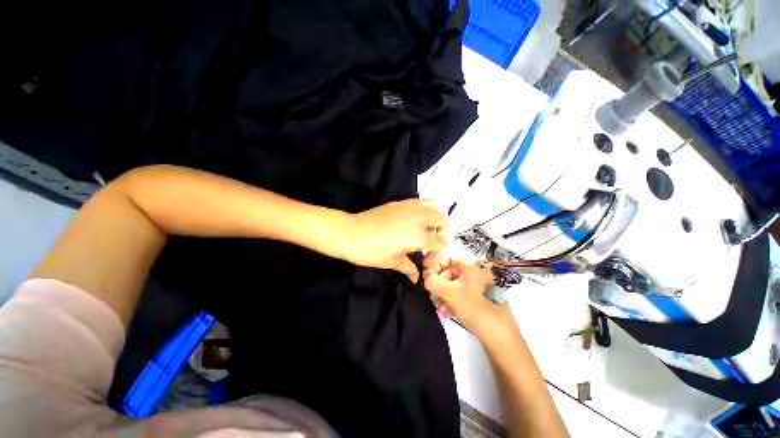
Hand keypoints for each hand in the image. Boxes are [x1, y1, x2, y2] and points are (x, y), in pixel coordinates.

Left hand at [343, 199, 446, 282]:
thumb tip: (416, 276)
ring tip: (428, 228)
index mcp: (418, 237)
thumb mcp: (391, 261)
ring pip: (434, 206)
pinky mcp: (400, 202)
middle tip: (434, 241)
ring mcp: (409, 208)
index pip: (440, 242)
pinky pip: (420, 201)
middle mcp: (418, 219)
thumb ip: (408, 267)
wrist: (350, 233)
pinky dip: (424, 208)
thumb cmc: (370, 251)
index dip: (440, 252)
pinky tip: (416, 218)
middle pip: (443, 220)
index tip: (430, 258)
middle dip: (444, 231)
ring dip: (436, 217)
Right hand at [423, 256, 513, 336]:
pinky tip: (447, 313)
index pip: (449, 261)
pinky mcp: (481, 302)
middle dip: (439, 287)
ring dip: (444, 296)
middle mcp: (477, 276)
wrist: (500, 337)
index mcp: (472, 268)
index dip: (437, 269)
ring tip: (440, 308)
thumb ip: (433, 281)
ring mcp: (480, 289)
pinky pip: (463, 297)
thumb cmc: (475, 308)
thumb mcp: (450, 293)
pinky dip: (453, 303)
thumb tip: (425, 275)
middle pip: (451, 275)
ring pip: (456, 288)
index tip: (428, 280)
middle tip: (433, 297)